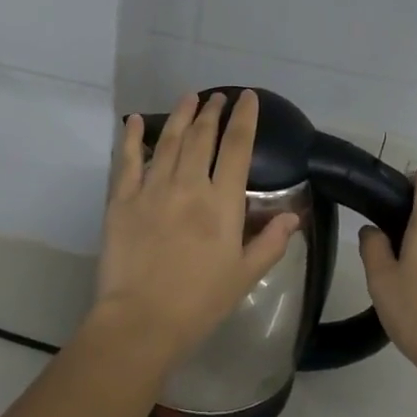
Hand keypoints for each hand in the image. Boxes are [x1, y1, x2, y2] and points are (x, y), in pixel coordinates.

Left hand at [92, 89, 299, 363]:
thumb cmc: (200, 302)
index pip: (238, 148)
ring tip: (189, 98)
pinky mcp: (123, 200)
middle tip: (217, 97)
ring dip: (181, 115)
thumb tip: (293, 216)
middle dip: (212, 112)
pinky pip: (127, 160)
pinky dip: (131, 137)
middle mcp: (189, 186)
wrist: (142, 319)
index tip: (248, 98)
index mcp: (222, 203)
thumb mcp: (245, 275)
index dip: (244, 119)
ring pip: (169, 141)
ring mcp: (152, 189)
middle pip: (202, 137)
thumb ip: (271, 242)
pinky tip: (134, 120)